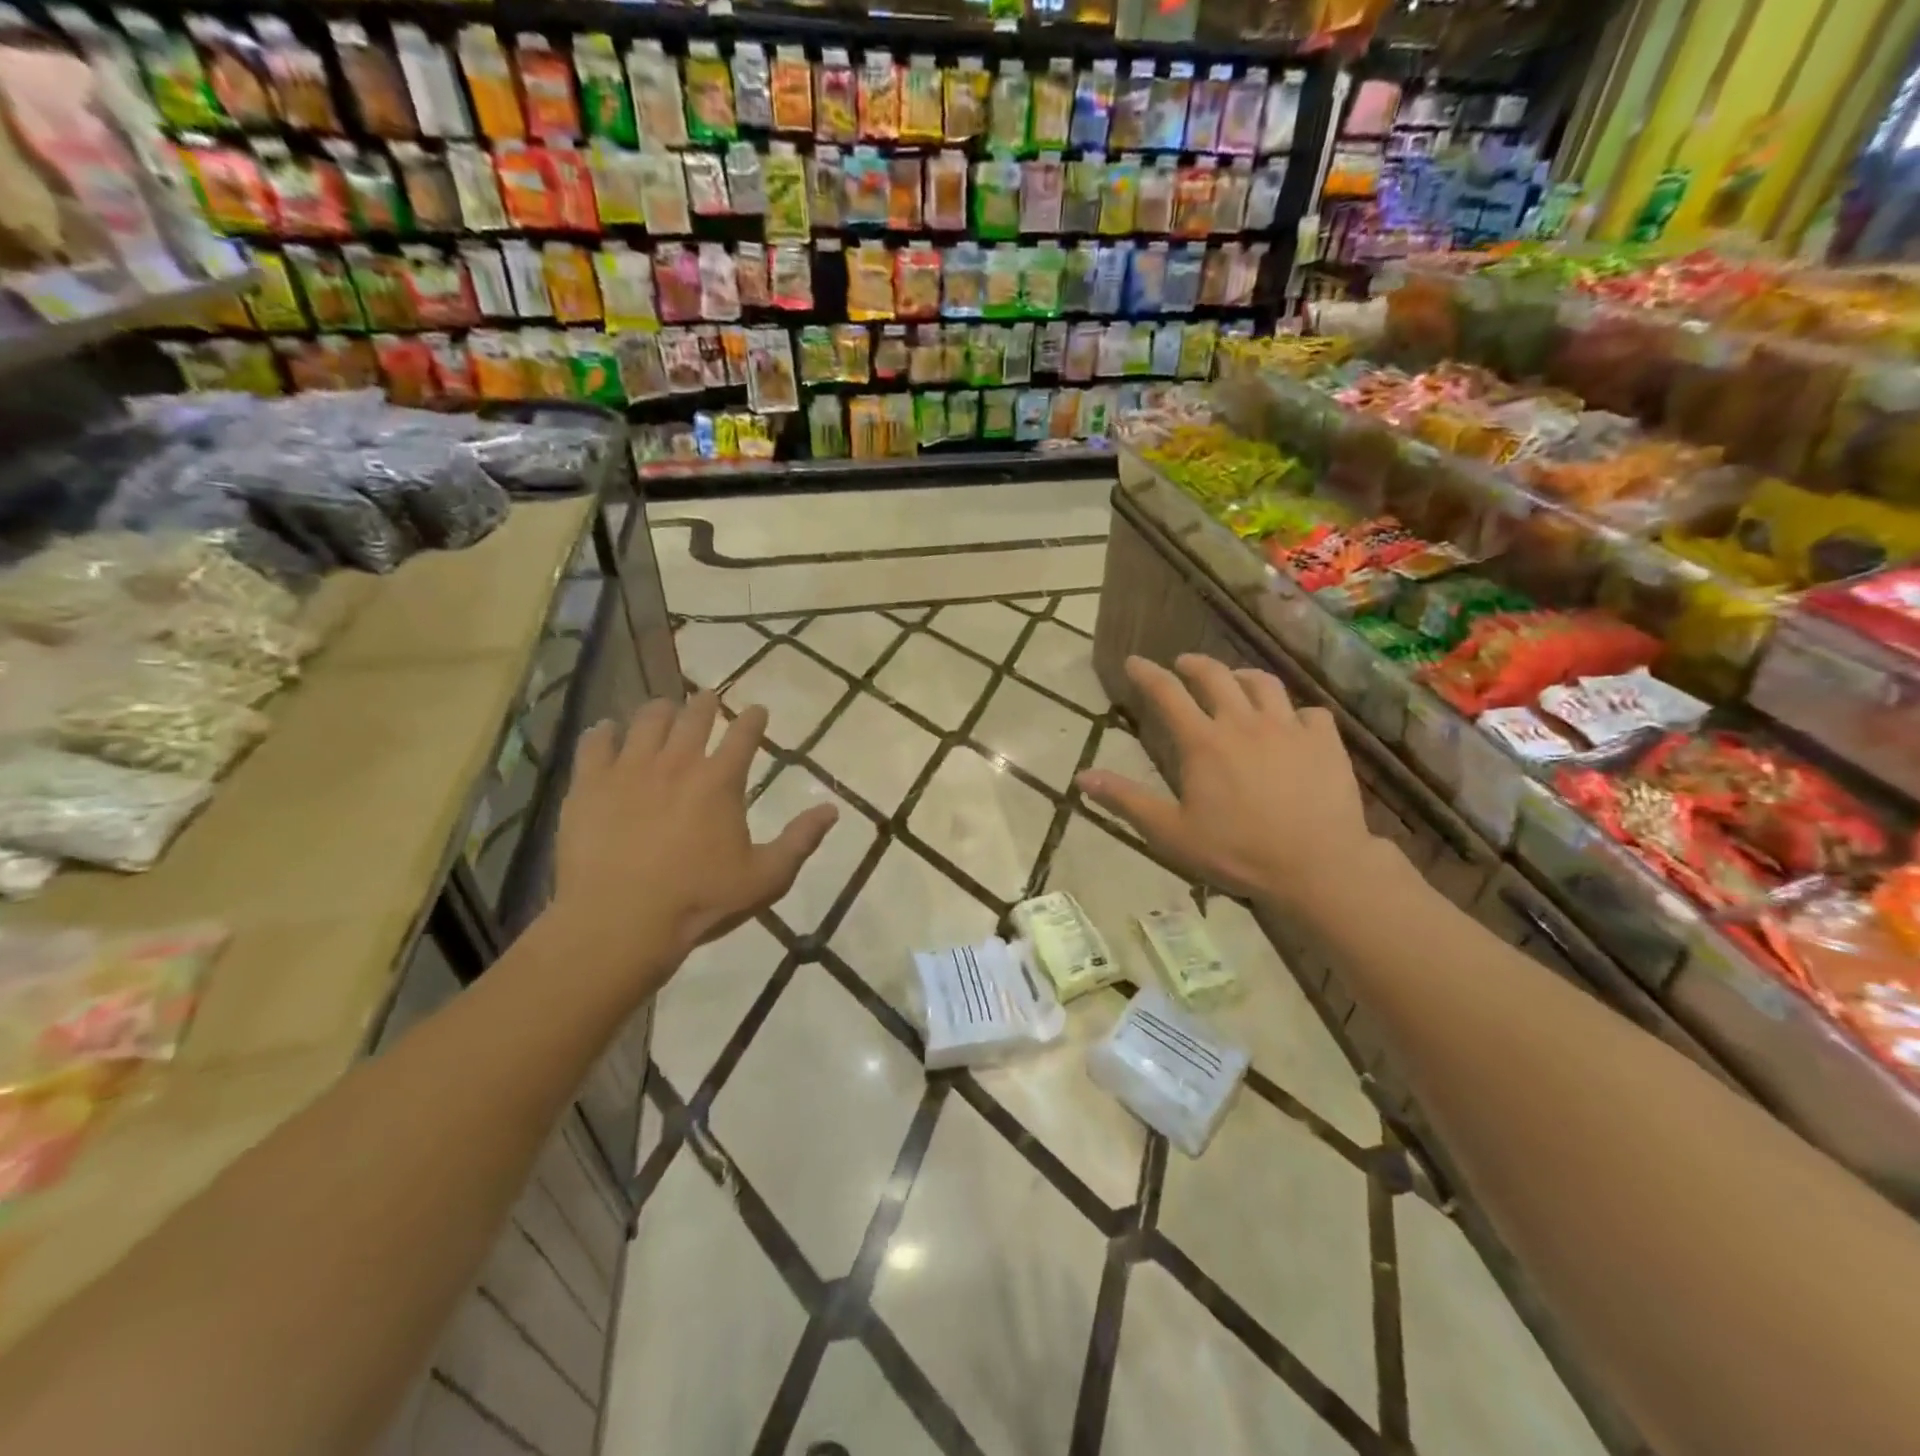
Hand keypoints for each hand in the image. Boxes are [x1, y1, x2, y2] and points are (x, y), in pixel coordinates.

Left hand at [548, 694, 836, 997]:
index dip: (753, 718)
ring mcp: (629, 769)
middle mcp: (677, 762)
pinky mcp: (589, 784)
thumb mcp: (766, 878)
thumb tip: (832, 809)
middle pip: (694, 717)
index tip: (758, 711)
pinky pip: (595, 743)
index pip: (744, 734)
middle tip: (708, 699)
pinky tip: (607, 731)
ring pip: (646, 720)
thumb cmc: (700, 900)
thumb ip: (800, 840)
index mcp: (720, 781)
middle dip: (706, 704)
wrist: (620, 921)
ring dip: (660, 710)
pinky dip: (604, 732)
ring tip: (663, 709)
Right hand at [1077, 655, 1380, 905]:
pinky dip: (1295, 712)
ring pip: (1264, 683)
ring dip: (1242, 676)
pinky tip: (1292, 723)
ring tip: (1235, 681)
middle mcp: (1244, 722)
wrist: (1317, 866)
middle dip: (1193, 664)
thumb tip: (1081, 778)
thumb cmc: (1237, 852)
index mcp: (1203, 742)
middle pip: (1216, 676)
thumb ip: (1126, 800)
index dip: (1147, 673)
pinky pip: (1309, 712)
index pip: (1167, 693)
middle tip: (1182, 664)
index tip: (1133, 662)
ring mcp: (1288, 728)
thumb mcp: (1170, 832)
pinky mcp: (1325, 741)